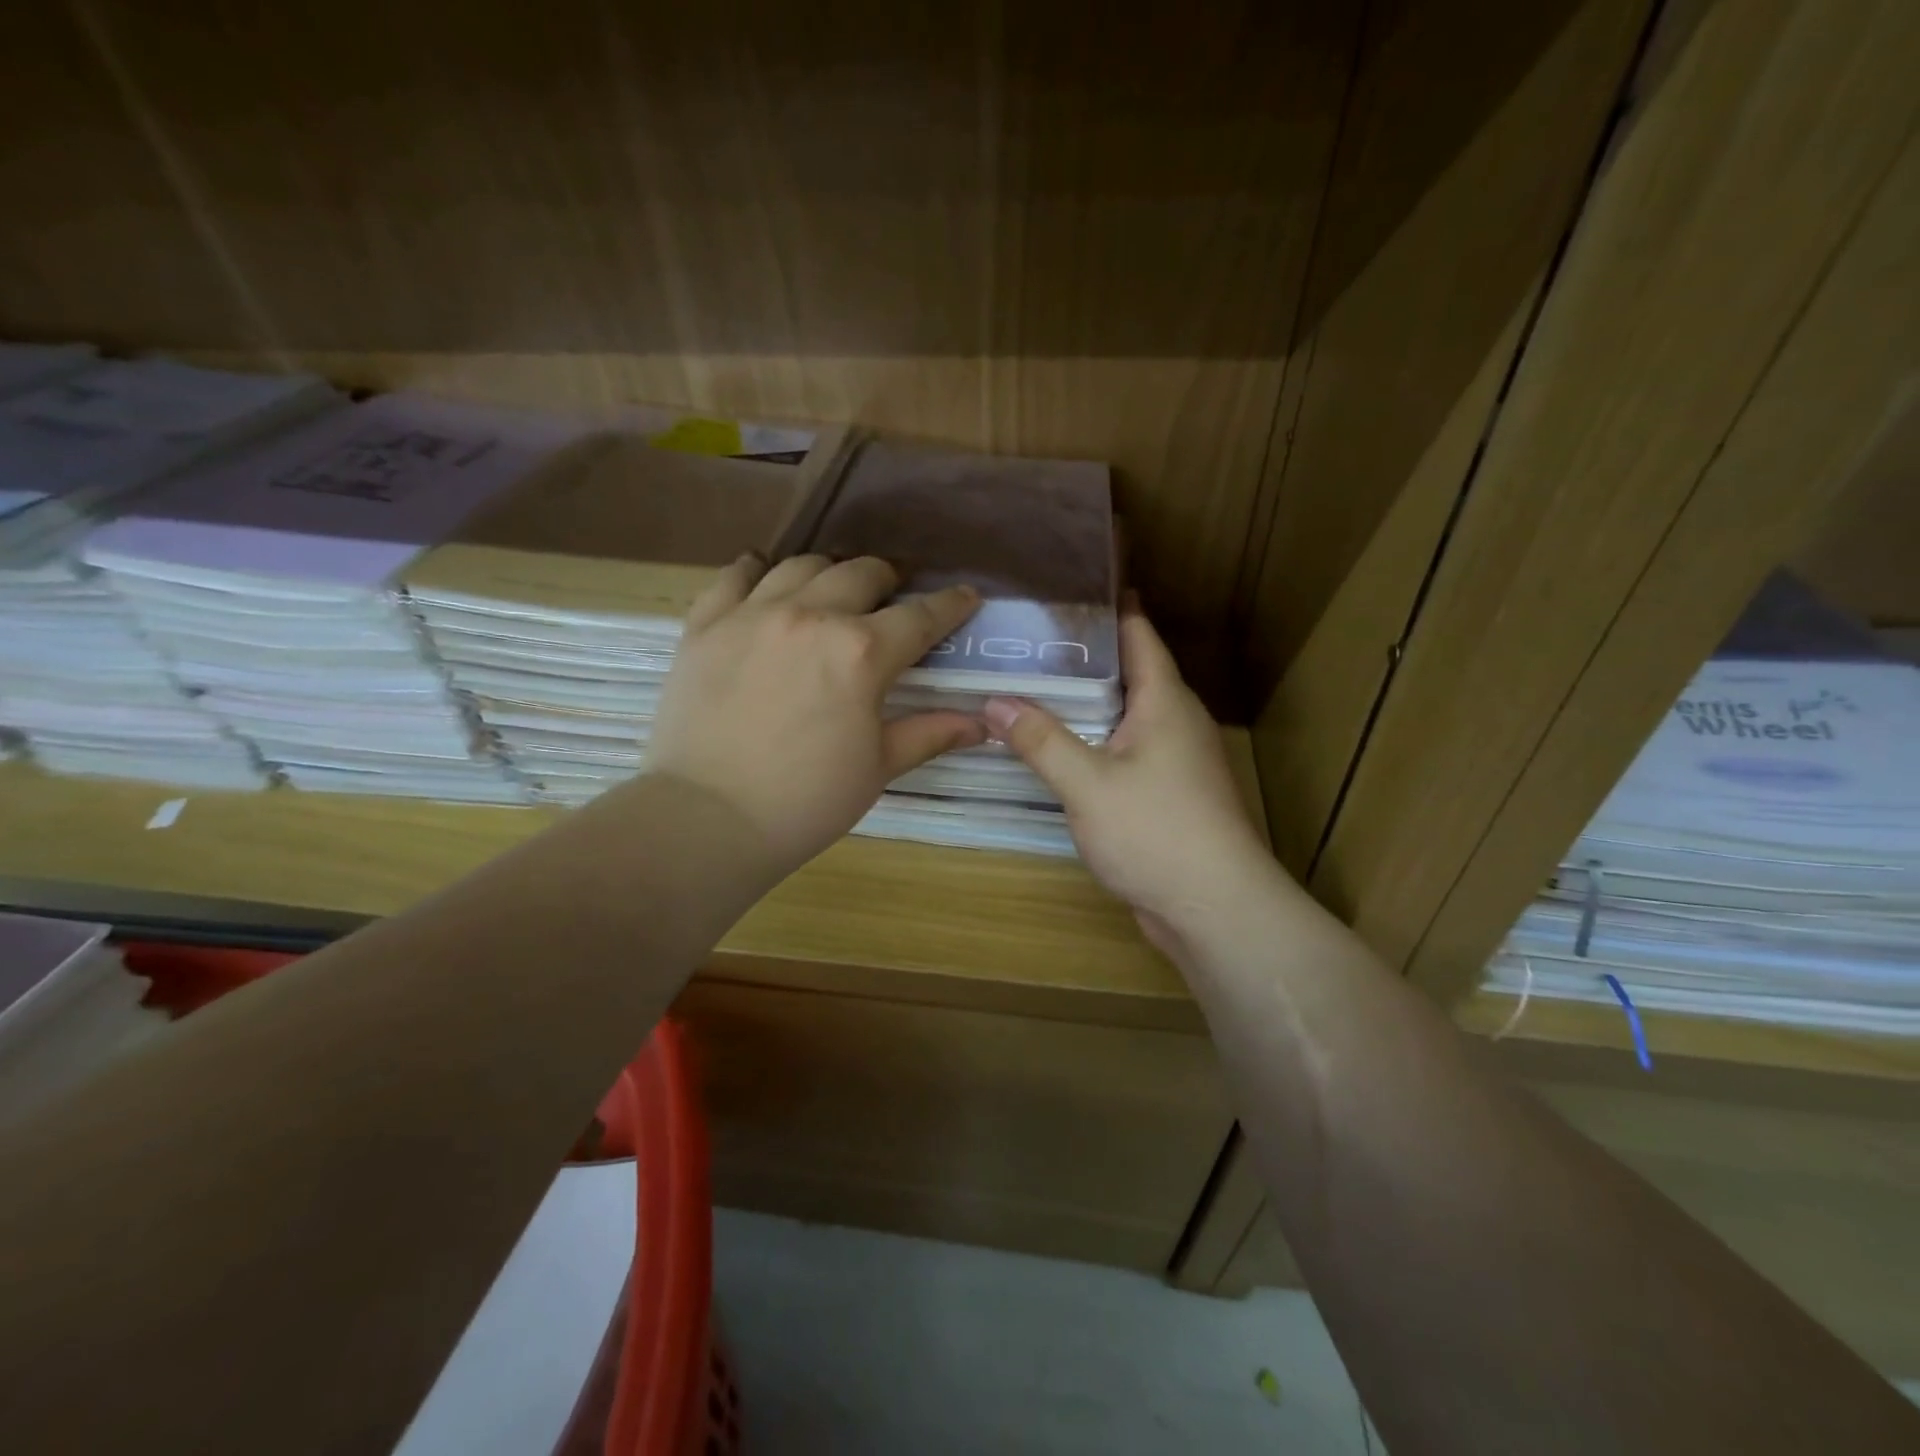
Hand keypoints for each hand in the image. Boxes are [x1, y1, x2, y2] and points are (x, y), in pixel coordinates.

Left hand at [645, 553, 984, 877]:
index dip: (950, 605)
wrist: (707, 820)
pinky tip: (764, 577)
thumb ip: (929, 734)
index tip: (966, 597)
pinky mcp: (705, 625)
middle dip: (888, 580)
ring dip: (829, 572)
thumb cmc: (806, 802)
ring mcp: (752, 614)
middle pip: (861, 574)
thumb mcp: (878, 768)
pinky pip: (733, 576)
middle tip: (892, 598)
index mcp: (861, 652)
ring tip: (833, 591)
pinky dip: (756, 571)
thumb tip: (981, 724)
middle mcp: (810, 616)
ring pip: (801, 565)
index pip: (920, 616)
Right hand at [983, 602, 1275, 955]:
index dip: (1106, 605)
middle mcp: (1175, 720)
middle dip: (1081, 654)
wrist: (1214, 908)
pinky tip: (1057, 748)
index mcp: (1165, 700)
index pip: (1137, 632)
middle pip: (1128, 671)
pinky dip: (1092, 741)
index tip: (1063, 586)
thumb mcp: (1087, 783)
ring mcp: (1175, 759)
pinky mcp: (1168, 792)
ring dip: (1084, 702)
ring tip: (1030, 688)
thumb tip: (994, 701)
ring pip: (1124, 714)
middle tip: (1025, 640)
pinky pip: (1124, 750)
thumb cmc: (1156, 832)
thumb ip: (1040, 739)